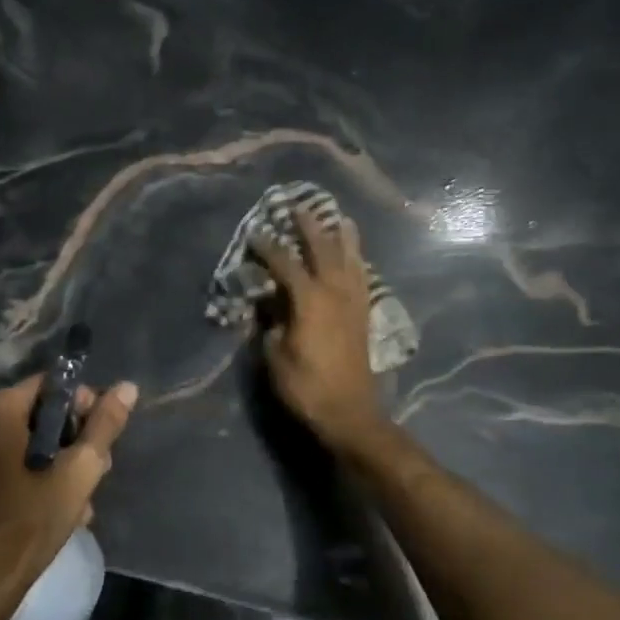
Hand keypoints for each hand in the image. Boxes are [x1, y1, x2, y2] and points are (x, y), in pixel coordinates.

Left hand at [0, 374, 138, 590]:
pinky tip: (67, 504)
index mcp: (1, 407)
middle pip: (48, 412)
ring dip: (67, 462)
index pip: (56, 386)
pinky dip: (47, 474)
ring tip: (84, 495)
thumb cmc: (35, 516)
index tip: (100, 441)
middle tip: (97, 471)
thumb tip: (127, 387)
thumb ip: (105, 424)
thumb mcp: (80, 468)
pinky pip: (24, 457)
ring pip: (39, 438)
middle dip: (78, 440)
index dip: (86, 407)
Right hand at [249, 207, 386, 453]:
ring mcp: (354, 302)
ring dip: (342, 237)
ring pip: (350, 259)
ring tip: (338, 218)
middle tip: (298, 206)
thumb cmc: (306, 386)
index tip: (255, 233)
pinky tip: (356, 256)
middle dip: (309, 227)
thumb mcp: (275, 356)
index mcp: (310, 300)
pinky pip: (363, 277)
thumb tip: (269, 304)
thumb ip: (271, 324)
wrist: (350, 413)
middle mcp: (335, 293)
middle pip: (323, 249)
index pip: (286, 264)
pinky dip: (358, 261)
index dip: (268, 247)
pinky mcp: (364, 315)